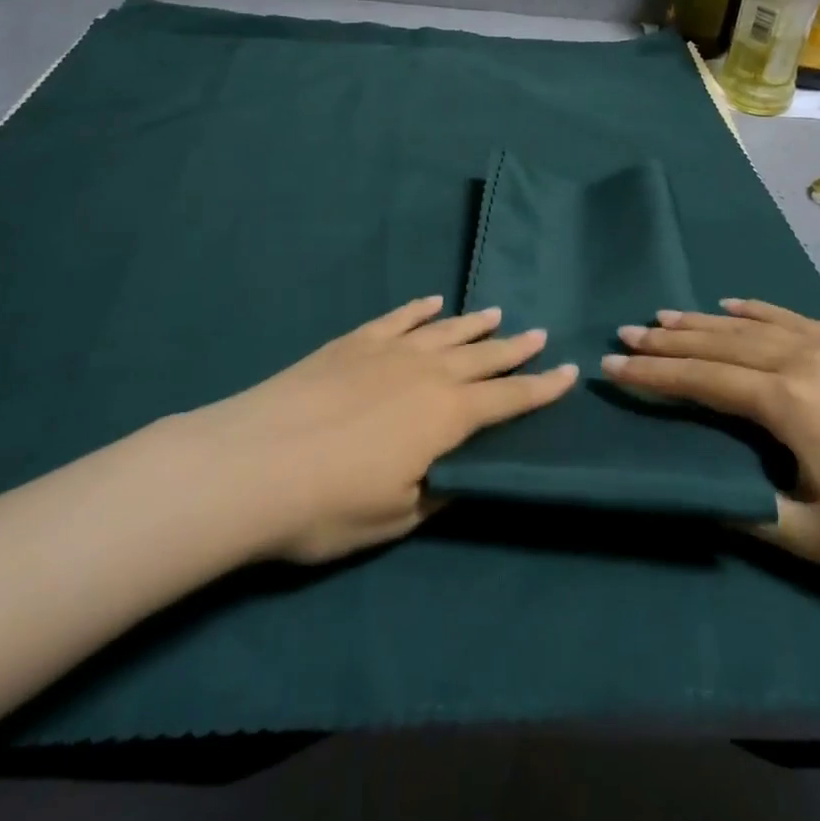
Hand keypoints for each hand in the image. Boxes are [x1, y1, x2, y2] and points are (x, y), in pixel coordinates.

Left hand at [190, 297, 575, 563]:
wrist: (251, 463)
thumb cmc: (327, 504)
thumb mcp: (395, 517)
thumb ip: (435, 493)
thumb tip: (457, 476)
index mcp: (446, 417)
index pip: (507, 400)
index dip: (540, 388)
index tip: (568, 372)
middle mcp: (427, 373)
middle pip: (482, 357)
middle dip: (514, 349)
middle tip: (539, 335)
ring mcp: (388, 351)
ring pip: (444, 331)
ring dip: (473, 324)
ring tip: (497, 314)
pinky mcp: (352, 342)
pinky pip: (397, 318)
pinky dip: (418, 310)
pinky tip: (431, 303)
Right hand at [607, 299, 819, 590]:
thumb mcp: (812, 536)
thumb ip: (747, 508)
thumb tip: (699, 491)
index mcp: (787, 402)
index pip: (702, 381)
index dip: (654, 375)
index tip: (613, 366)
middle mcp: (801, 360)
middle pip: (719, 344)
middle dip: (668, 340)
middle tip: (626, 333)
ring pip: (751, 325)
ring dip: (703, 321)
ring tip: (664, 316)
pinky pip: (792, 317)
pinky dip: (756, 310)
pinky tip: (733, 305)